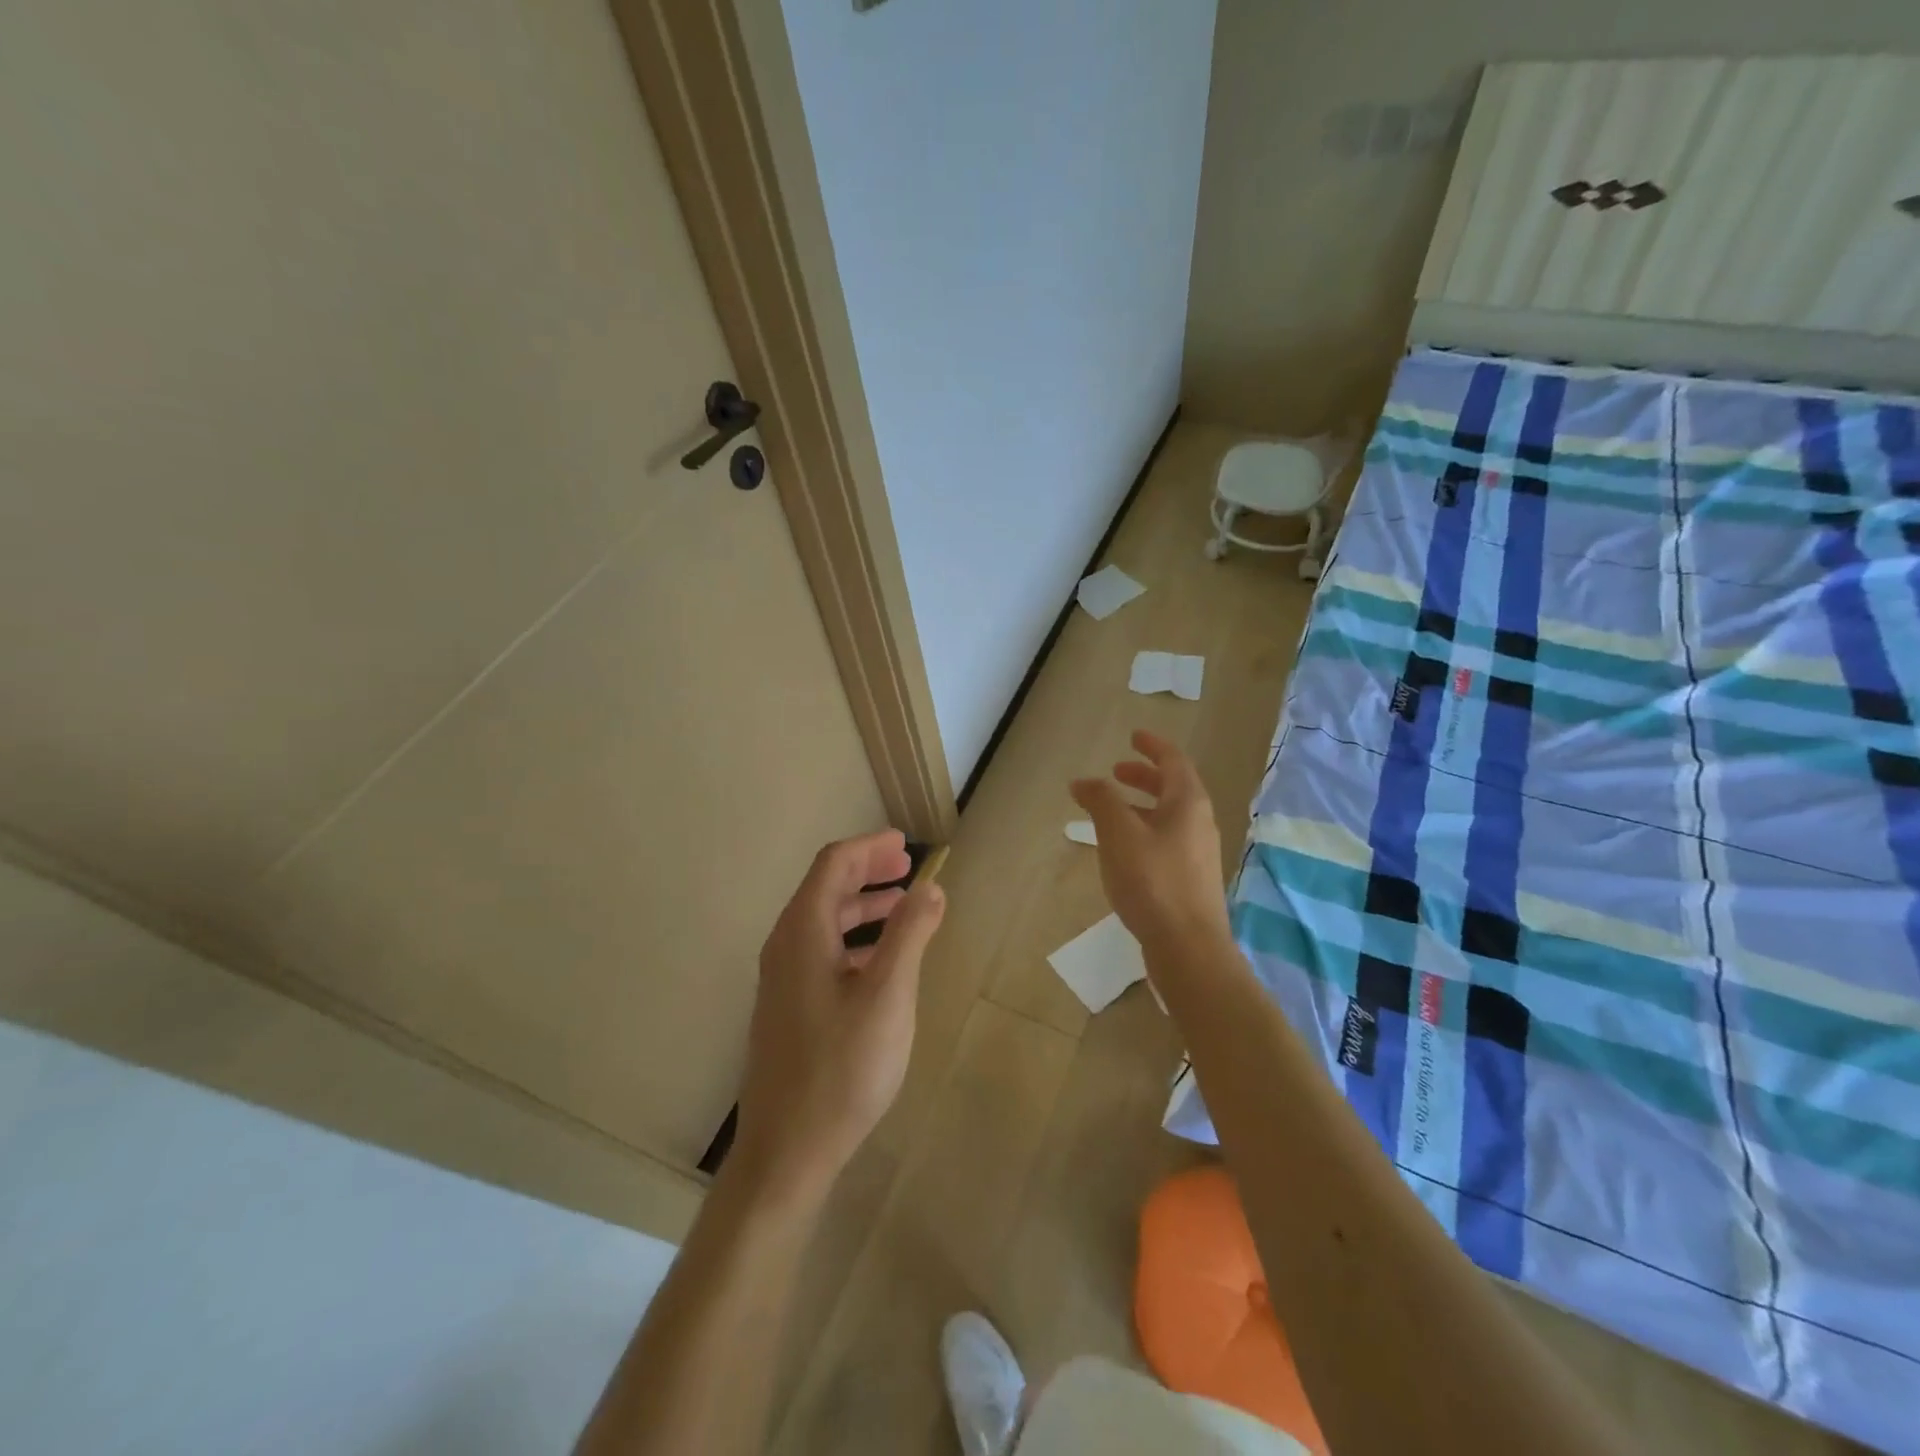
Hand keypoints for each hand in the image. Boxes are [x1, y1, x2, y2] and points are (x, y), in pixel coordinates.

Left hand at [733, 829, 945, 1205]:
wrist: (786, 1152)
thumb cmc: (842, 1068)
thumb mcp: (888, 996)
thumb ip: (909, 935)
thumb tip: (931, 887)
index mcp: (802, 933)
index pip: (833, 865)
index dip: (869, 847)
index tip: (906, 844)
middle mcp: (785, 947)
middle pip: (825, 889)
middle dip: (867, 872)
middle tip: (908, 868)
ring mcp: (782, 981)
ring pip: (823, 922)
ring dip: (862, 906)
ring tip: (903, 907)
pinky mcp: (788, 1009)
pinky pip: (821, 952)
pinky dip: (854, 940)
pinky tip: (881, 961)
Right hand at [1070, 730, 1231, 955]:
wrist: (1188, 947)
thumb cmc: (1153, 881)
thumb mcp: (1119, 833)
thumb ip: (1101, 801)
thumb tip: (1084, 781)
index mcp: (1188, 803)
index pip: (1173, 761)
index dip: (1152, 746)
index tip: (1133, 736)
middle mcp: (1199, 823)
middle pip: (1173, 788)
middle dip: (1144, 776)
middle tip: (1116, 773)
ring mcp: (1198, 854)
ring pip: (1168, 817)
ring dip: (1141, 806)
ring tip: (1111, 811)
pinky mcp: (1190, 880)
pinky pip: (1166, 841)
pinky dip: (1143, 831)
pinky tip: (1123, 851)